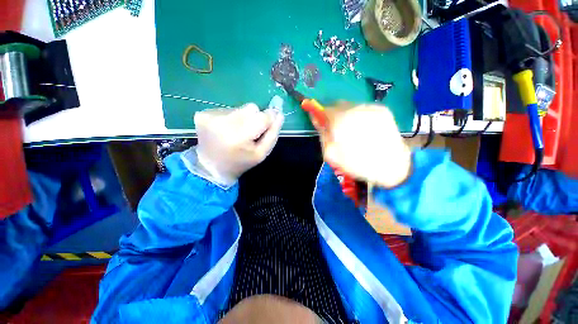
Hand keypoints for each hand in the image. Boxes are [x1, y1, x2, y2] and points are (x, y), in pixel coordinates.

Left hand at [194, 103, 283, 185]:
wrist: (211, 166)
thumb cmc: (240, 162)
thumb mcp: (261, 154)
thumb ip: (273, 134)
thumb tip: (279, 114)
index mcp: (239, 136)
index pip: (263, 116)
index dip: (269, 119)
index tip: (266, 127)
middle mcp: (223, 122)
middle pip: (252, 108)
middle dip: (255, 118)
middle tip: (249, 133)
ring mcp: (211, 116)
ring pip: (240, 107)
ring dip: (243, 118)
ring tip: (236, 133)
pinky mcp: (203, 113)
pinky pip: (227, 109)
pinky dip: (230, 118)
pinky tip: (225, 130)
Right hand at [314, 103, 411, 187]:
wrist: (391, 167)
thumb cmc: (357, 164)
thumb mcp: (331, 154)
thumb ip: (323, 134)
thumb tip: (317, 119)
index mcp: (340, 121)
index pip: (324, 110)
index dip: (320, 115)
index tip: (320, 122)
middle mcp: (355, 109)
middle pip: (338, 105)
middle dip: (333, 115)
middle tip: (336, 130)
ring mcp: (371, 107)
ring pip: (351, 106)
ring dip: (346, 115)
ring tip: (353, 131)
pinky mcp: (383, 110)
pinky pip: (364, 109)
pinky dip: (359, 116)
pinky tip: (364, 129)